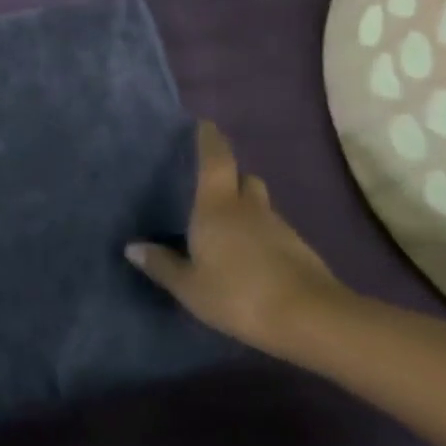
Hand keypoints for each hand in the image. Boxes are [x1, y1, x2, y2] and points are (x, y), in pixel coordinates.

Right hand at [125, 121, 348, 355]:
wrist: (313, 321)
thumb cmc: (239, 294)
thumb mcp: (190, 286)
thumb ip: (162, 265)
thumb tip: (133, 247)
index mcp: (217, 207)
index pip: (215, 160)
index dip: (210, 140)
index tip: (205, 124)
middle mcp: (249, 208)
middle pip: (244, 179)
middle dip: (231, 176)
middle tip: (213, 184)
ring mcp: (279, 229)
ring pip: (261, 206)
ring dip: (247, 209)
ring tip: (229, 226)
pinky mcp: (300, 252)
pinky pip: (274, 232)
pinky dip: (261, 235)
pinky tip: (251, 257)